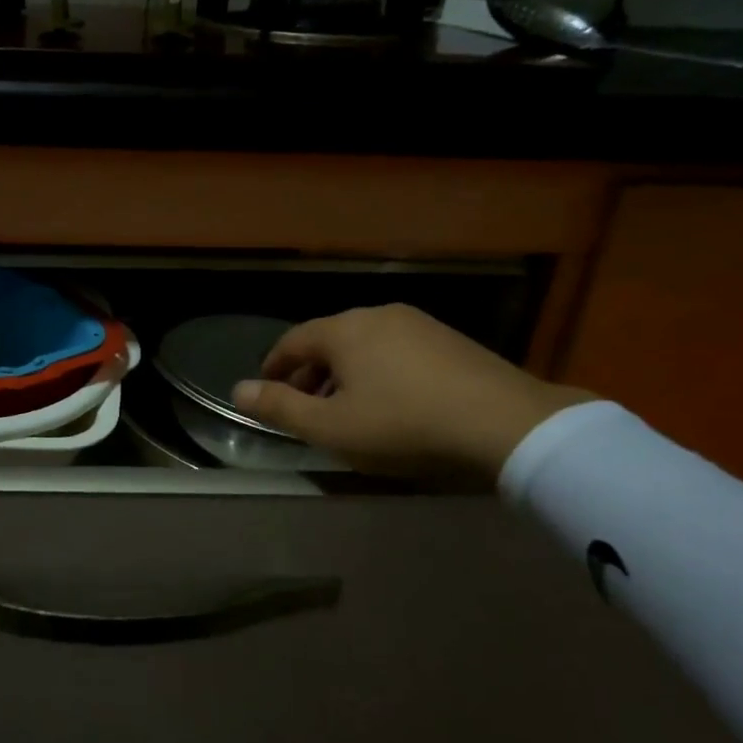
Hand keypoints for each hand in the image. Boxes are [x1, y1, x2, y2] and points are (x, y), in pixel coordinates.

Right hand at [230, 304, 594, 480]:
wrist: (504, 424)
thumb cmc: (403, 425)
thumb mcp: (331, 427)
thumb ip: (280, 408)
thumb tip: (237, 389)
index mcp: (344, 330)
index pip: (294, 340)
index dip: (274, 365)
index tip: (266, 388)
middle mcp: (378, 315)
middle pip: (330, 340)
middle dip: (310, 373)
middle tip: (304, 406)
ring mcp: (419, 324)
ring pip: (365, 345)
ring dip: (345, 374)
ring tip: (346, 409)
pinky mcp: (451, 341)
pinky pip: (397, 351)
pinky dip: (379, 372)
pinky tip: (391, 403)